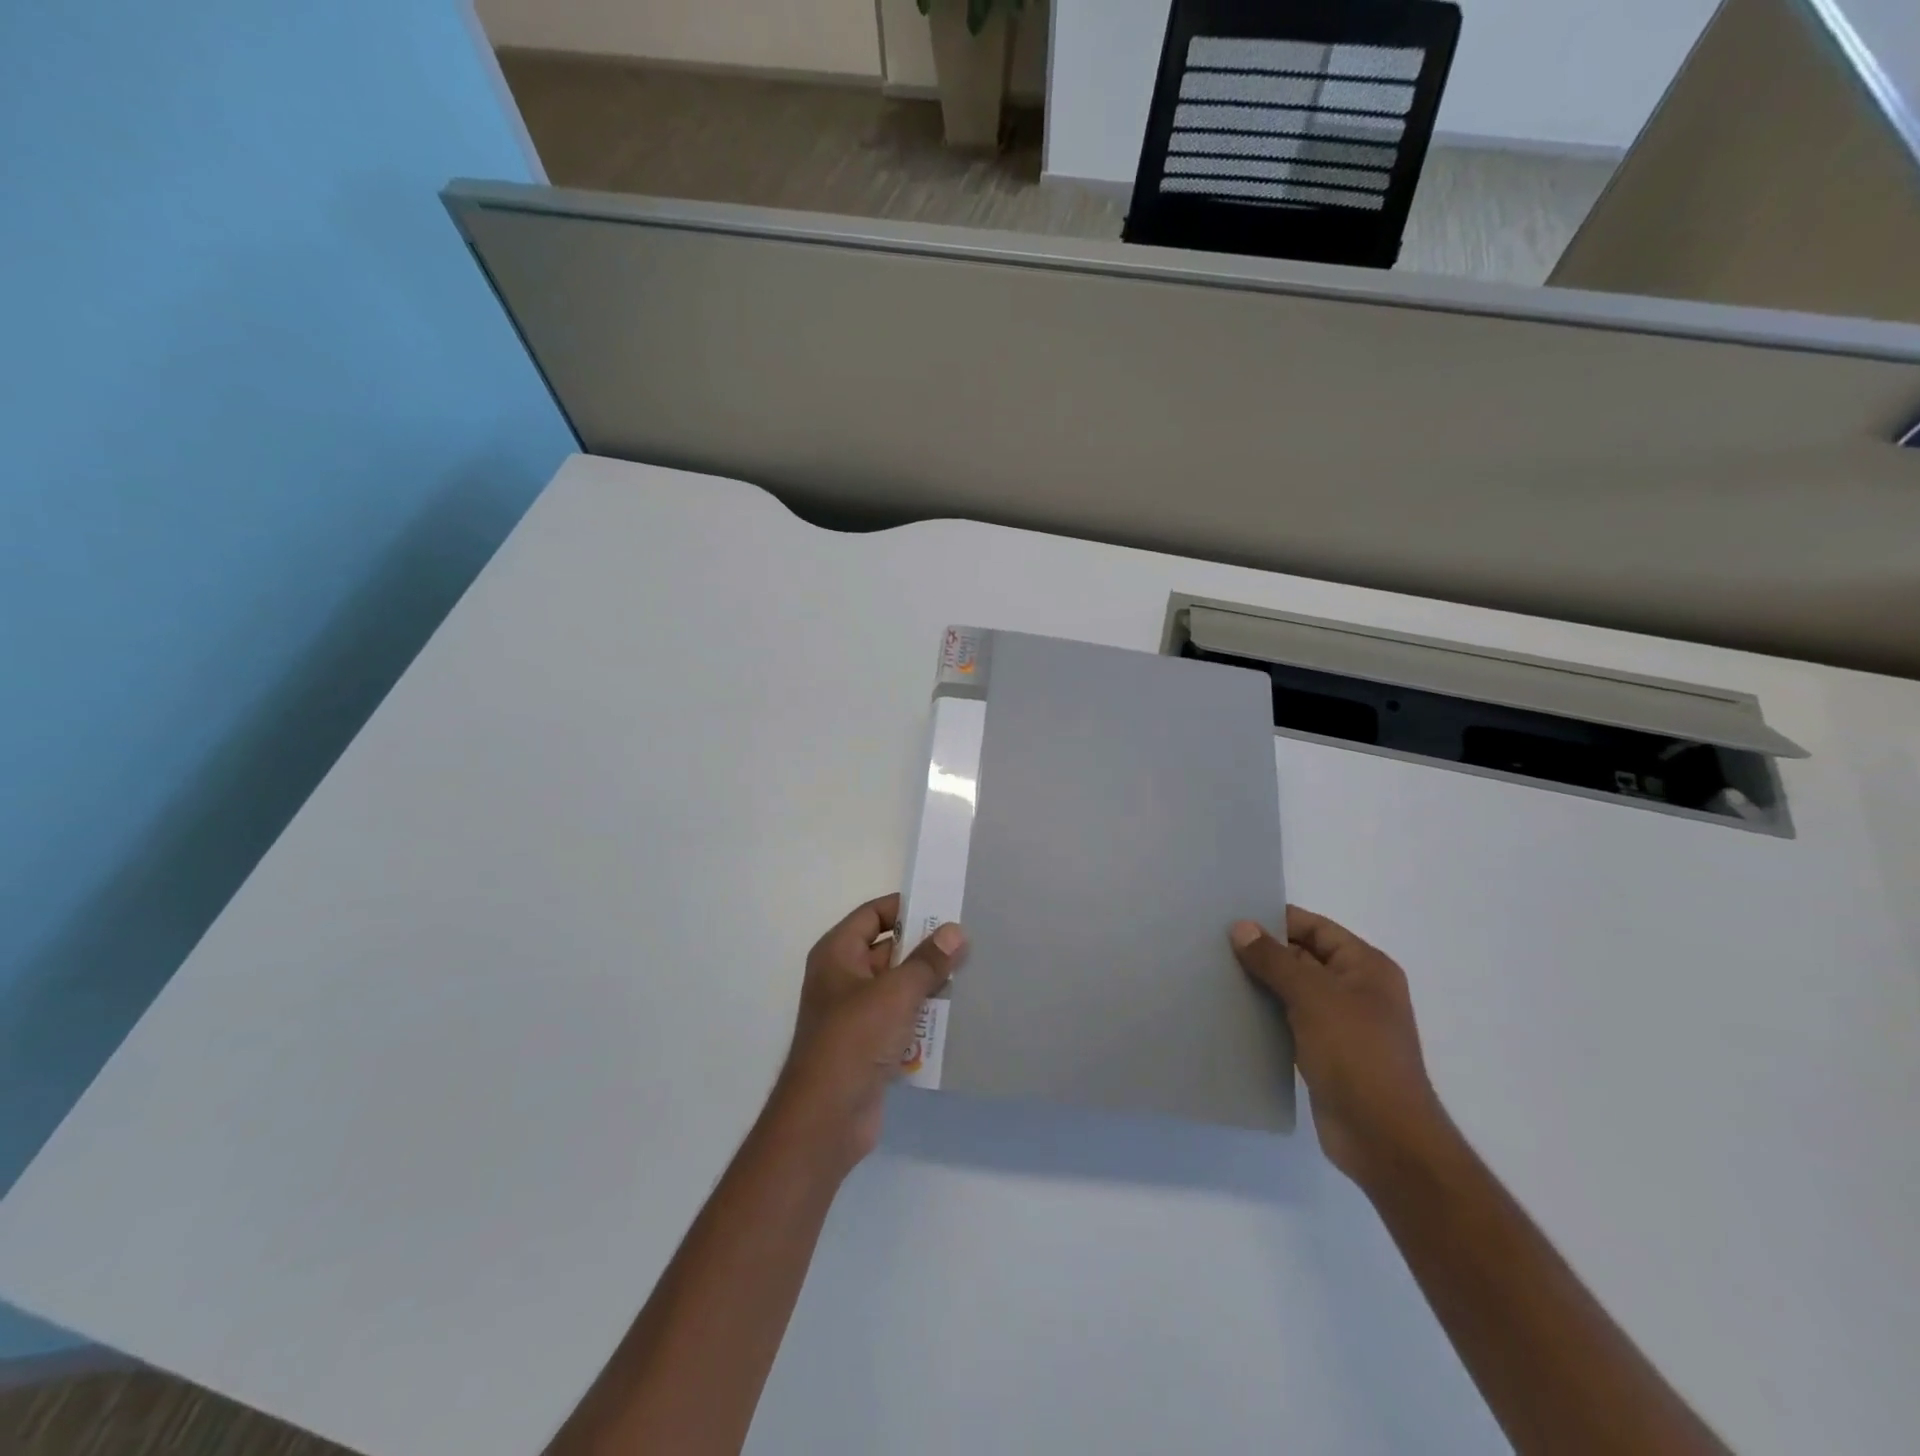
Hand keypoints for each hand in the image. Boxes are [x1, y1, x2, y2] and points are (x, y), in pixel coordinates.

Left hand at [769, 894, 965, 1176]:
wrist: (826, 1118)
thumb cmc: (854, 1040)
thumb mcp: (896, 993)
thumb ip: (927, 961)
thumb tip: (954, 930)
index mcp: (838, 954)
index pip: (873, 915)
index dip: (906, 908)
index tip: (945, 907)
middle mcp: (842, 977)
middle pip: (889, 950)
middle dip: (925, 949)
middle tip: (968, 943)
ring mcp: (855, 1013)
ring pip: (898, 987)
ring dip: (929, 985)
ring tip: (971, 975)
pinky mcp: (868, 1045)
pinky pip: (901, 1019)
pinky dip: (923, 1017)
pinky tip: (957, 1016)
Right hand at [1231, 906, 1451, 1189]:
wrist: (1384, 1138)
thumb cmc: (1356, 1054)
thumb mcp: (1313, 996)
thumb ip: (1275, 959)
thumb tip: (1241, 927)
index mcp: (1366, 967)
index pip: (1316, 928)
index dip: (1277, 920)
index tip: (1232, 918)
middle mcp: (1357, 990)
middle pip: (1303, 957)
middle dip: (1263, 952)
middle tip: (1214, 945)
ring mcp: (1341, 1024)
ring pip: (1293, 991)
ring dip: (1261, 984)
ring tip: (1215, 974)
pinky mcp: (1325, 1053)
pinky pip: (1289, 1021)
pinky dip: (1265, 1014)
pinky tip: (1233, 1012)